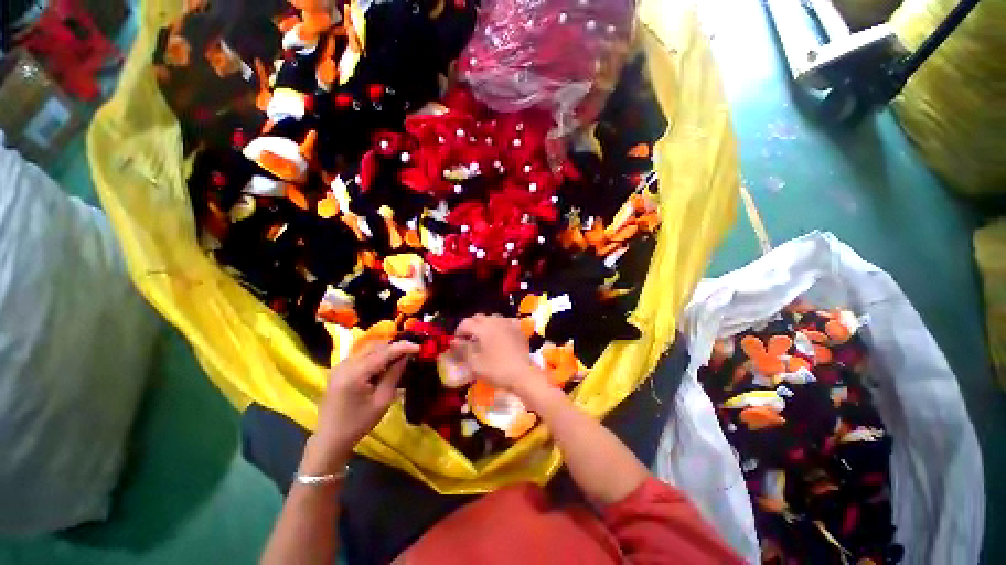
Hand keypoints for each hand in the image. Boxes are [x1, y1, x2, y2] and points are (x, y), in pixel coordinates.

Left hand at [307, 340, 419, 469]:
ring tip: (400, 358)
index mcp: (355, 374)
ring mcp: (340, 366)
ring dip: (385, 350)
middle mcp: (345, 365)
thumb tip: (406, 356)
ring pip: (368, 348)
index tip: (419, 347)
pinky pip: (361, 355)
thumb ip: (394, 374)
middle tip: (411, 352)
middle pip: (375, 346)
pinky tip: (385, 364)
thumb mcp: (382, 400)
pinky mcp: (339, 369)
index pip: (383, 352)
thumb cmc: (358, 423)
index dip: (403, 347)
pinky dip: (375, 355)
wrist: (330, 439)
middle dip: (395, 347)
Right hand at [452, 314, 542, 395]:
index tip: (456, 341)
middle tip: (468, 338)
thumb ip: (463, 349)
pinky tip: (499, 335)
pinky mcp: (518, 329)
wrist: (522, 374)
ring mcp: (508, 324)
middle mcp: (495, 322)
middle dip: (471, 325)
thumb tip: (453, 341)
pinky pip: (505, 322)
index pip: (466, 323)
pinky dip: (499, 326)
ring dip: (485, 324)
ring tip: (483, 336)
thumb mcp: (475, 363)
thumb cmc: (496, 370)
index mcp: (483, 328)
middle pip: (479, 317)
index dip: (459, 330)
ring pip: (492, 318)